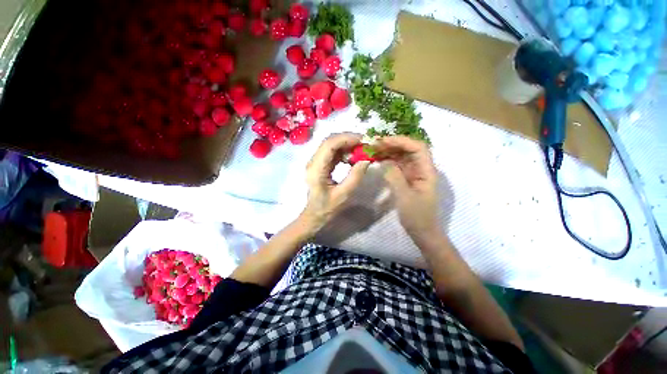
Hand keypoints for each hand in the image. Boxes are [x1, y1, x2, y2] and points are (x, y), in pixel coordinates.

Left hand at [300, 133, 369, 233]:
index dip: (346, 138)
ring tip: (361, 150)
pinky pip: (332, 152)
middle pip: (329, 141)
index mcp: (316, 169)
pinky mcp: (320, 164)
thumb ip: (355, 176)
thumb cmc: (326, 208)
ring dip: (346, 144)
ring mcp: (315, 162)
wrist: (314, 214)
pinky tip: (352, 157)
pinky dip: (343, 151)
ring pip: (331, 145)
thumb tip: (366, 160)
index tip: (363, 141)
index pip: (329, 145)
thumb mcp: (343, 194)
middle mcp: (313, 162)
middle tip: (365, 144)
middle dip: (348, 139)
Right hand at [375, 136, 441, 241]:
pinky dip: (388, 161)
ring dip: (389, 151)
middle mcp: (422, 169)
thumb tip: (384, 161)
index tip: (384, 141)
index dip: (401, 141)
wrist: (422, 231)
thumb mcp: (404, 197)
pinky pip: (398, 166)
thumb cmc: (417, 216)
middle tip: (375, 144)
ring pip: (403, 157)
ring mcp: (414, 174)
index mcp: (427, 171)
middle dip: (393, 144)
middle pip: (409, 150)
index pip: (418, 148)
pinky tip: (379, 160)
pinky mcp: (407, 179)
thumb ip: (394, 177)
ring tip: (374, 150)